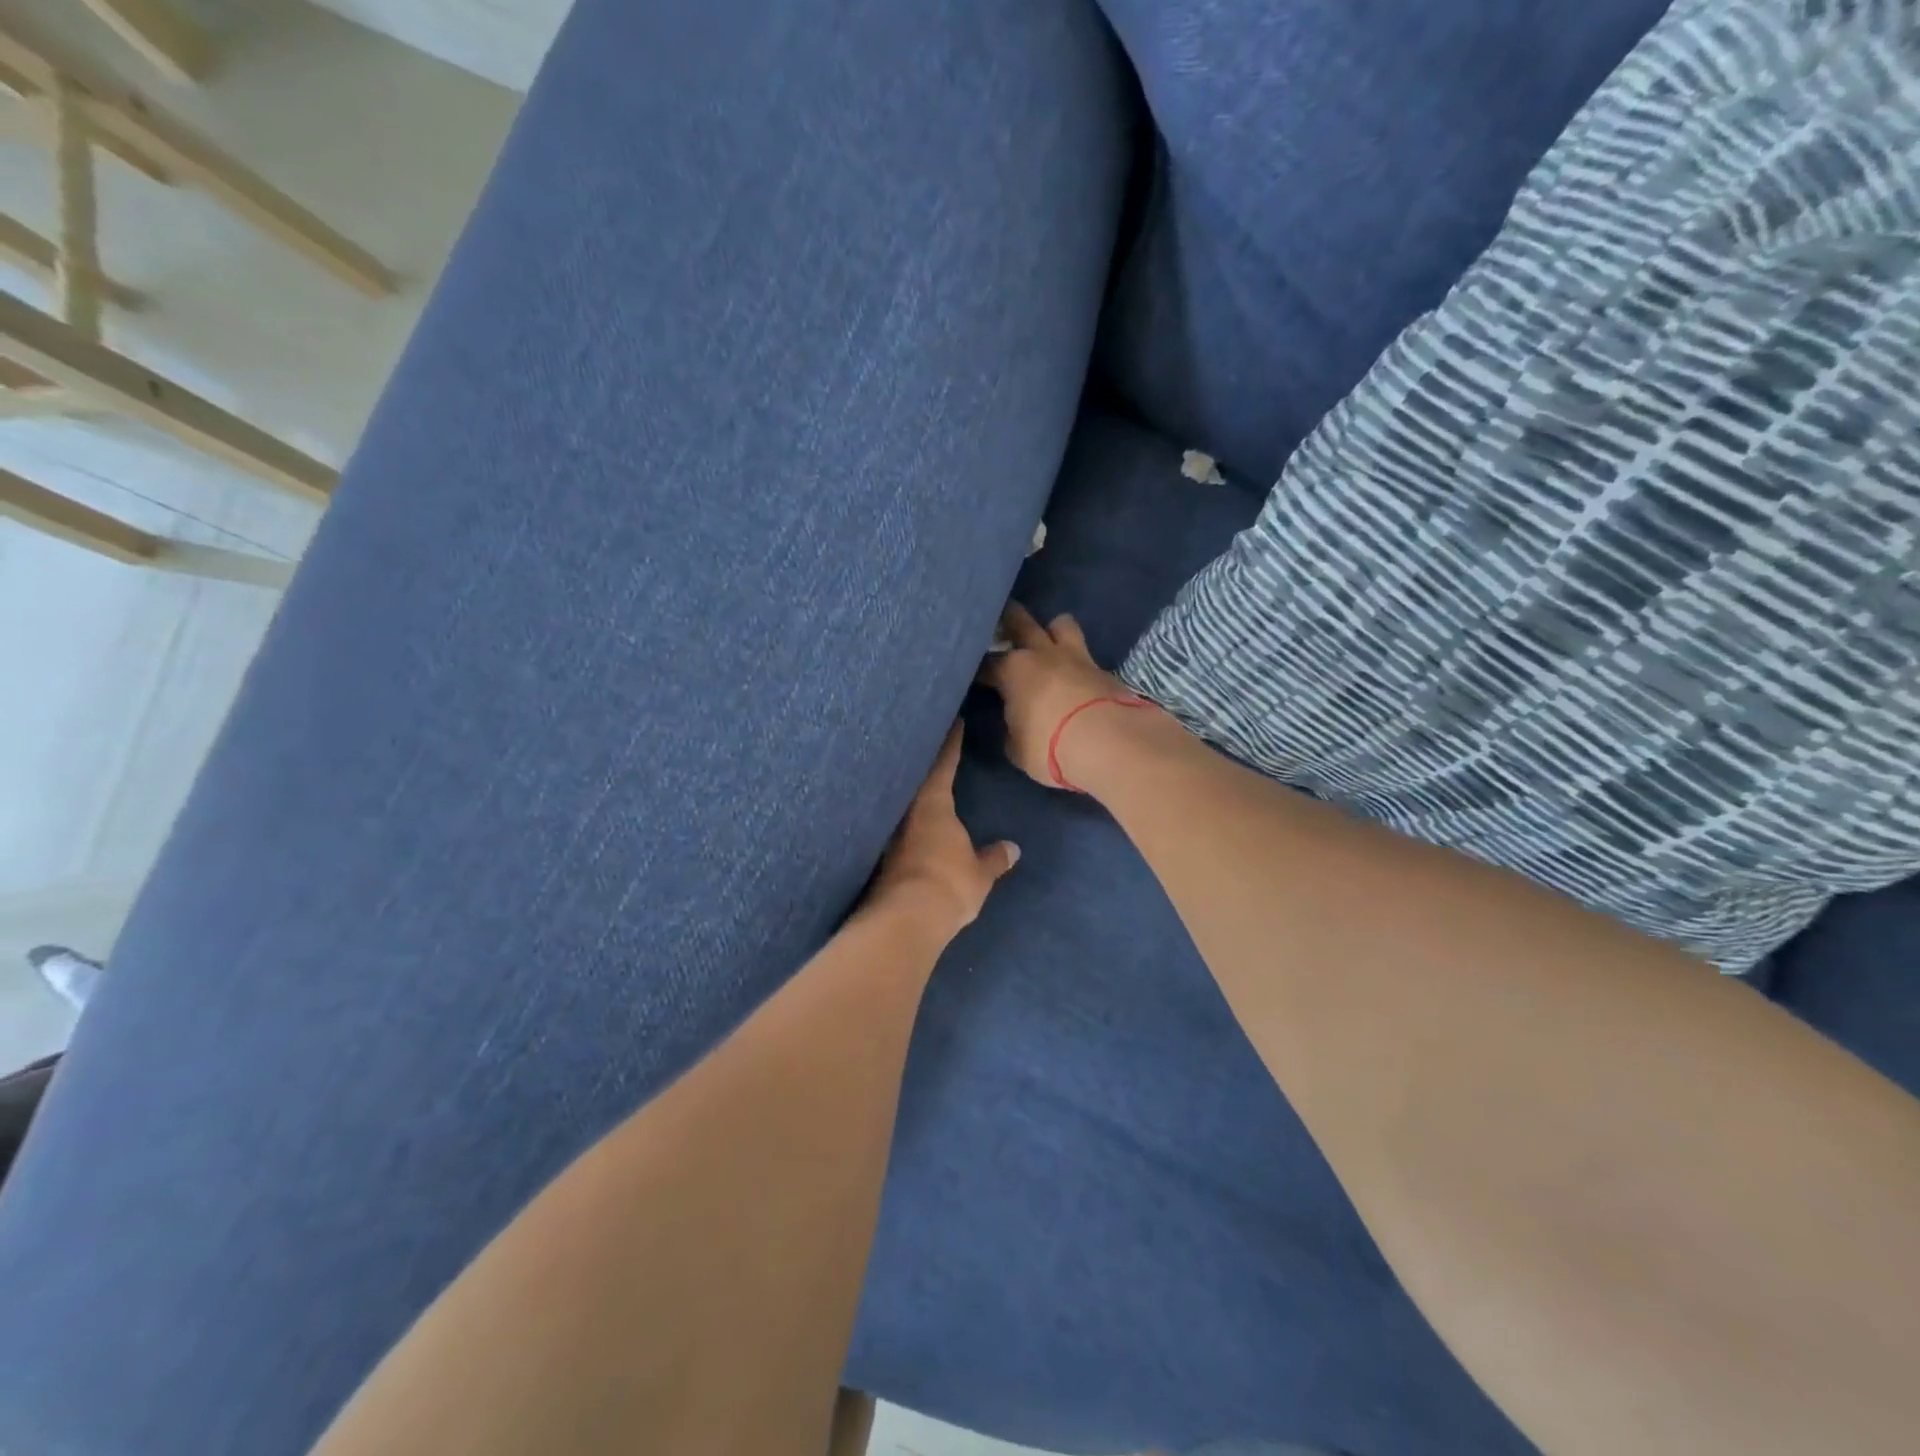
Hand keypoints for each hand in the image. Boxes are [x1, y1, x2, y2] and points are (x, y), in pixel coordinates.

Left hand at [870, 725, 1019, 933]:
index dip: (950, 743)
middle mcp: (906, 812)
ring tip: (919, 785)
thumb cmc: (948, 884)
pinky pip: (894, 829)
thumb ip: (994, 859)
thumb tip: (1012, 849)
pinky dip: (902, 823)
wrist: (904, 920)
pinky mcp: (878, 858)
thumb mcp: (979, 873)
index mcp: (933, 804)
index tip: (954, 722)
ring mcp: (888, 834)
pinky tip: (907, 828)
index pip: (943, 764)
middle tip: (929, 745)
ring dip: (909, 794)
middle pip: (914, 779)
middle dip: (922, 763)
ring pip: (901, 804)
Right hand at [979, 603, 1159, 790]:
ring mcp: (1077, 657)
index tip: (973, 675)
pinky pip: (1086, 654)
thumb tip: (1016, 722)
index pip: (987, 664)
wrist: (1110, 743)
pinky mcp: (1104, 669)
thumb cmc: (1050, 746)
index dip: (978, 669)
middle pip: (1021, 623)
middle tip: (1002, 622)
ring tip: (1048, 642)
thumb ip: (1013, 729)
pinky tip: (1076, 675)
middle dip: (1008, 619)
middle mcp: (1042, 654)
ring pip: (1061, 624)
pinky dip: (1077, 662)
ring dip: (1052, 630)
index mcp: (1013, 670)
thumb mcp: (1018, 748)